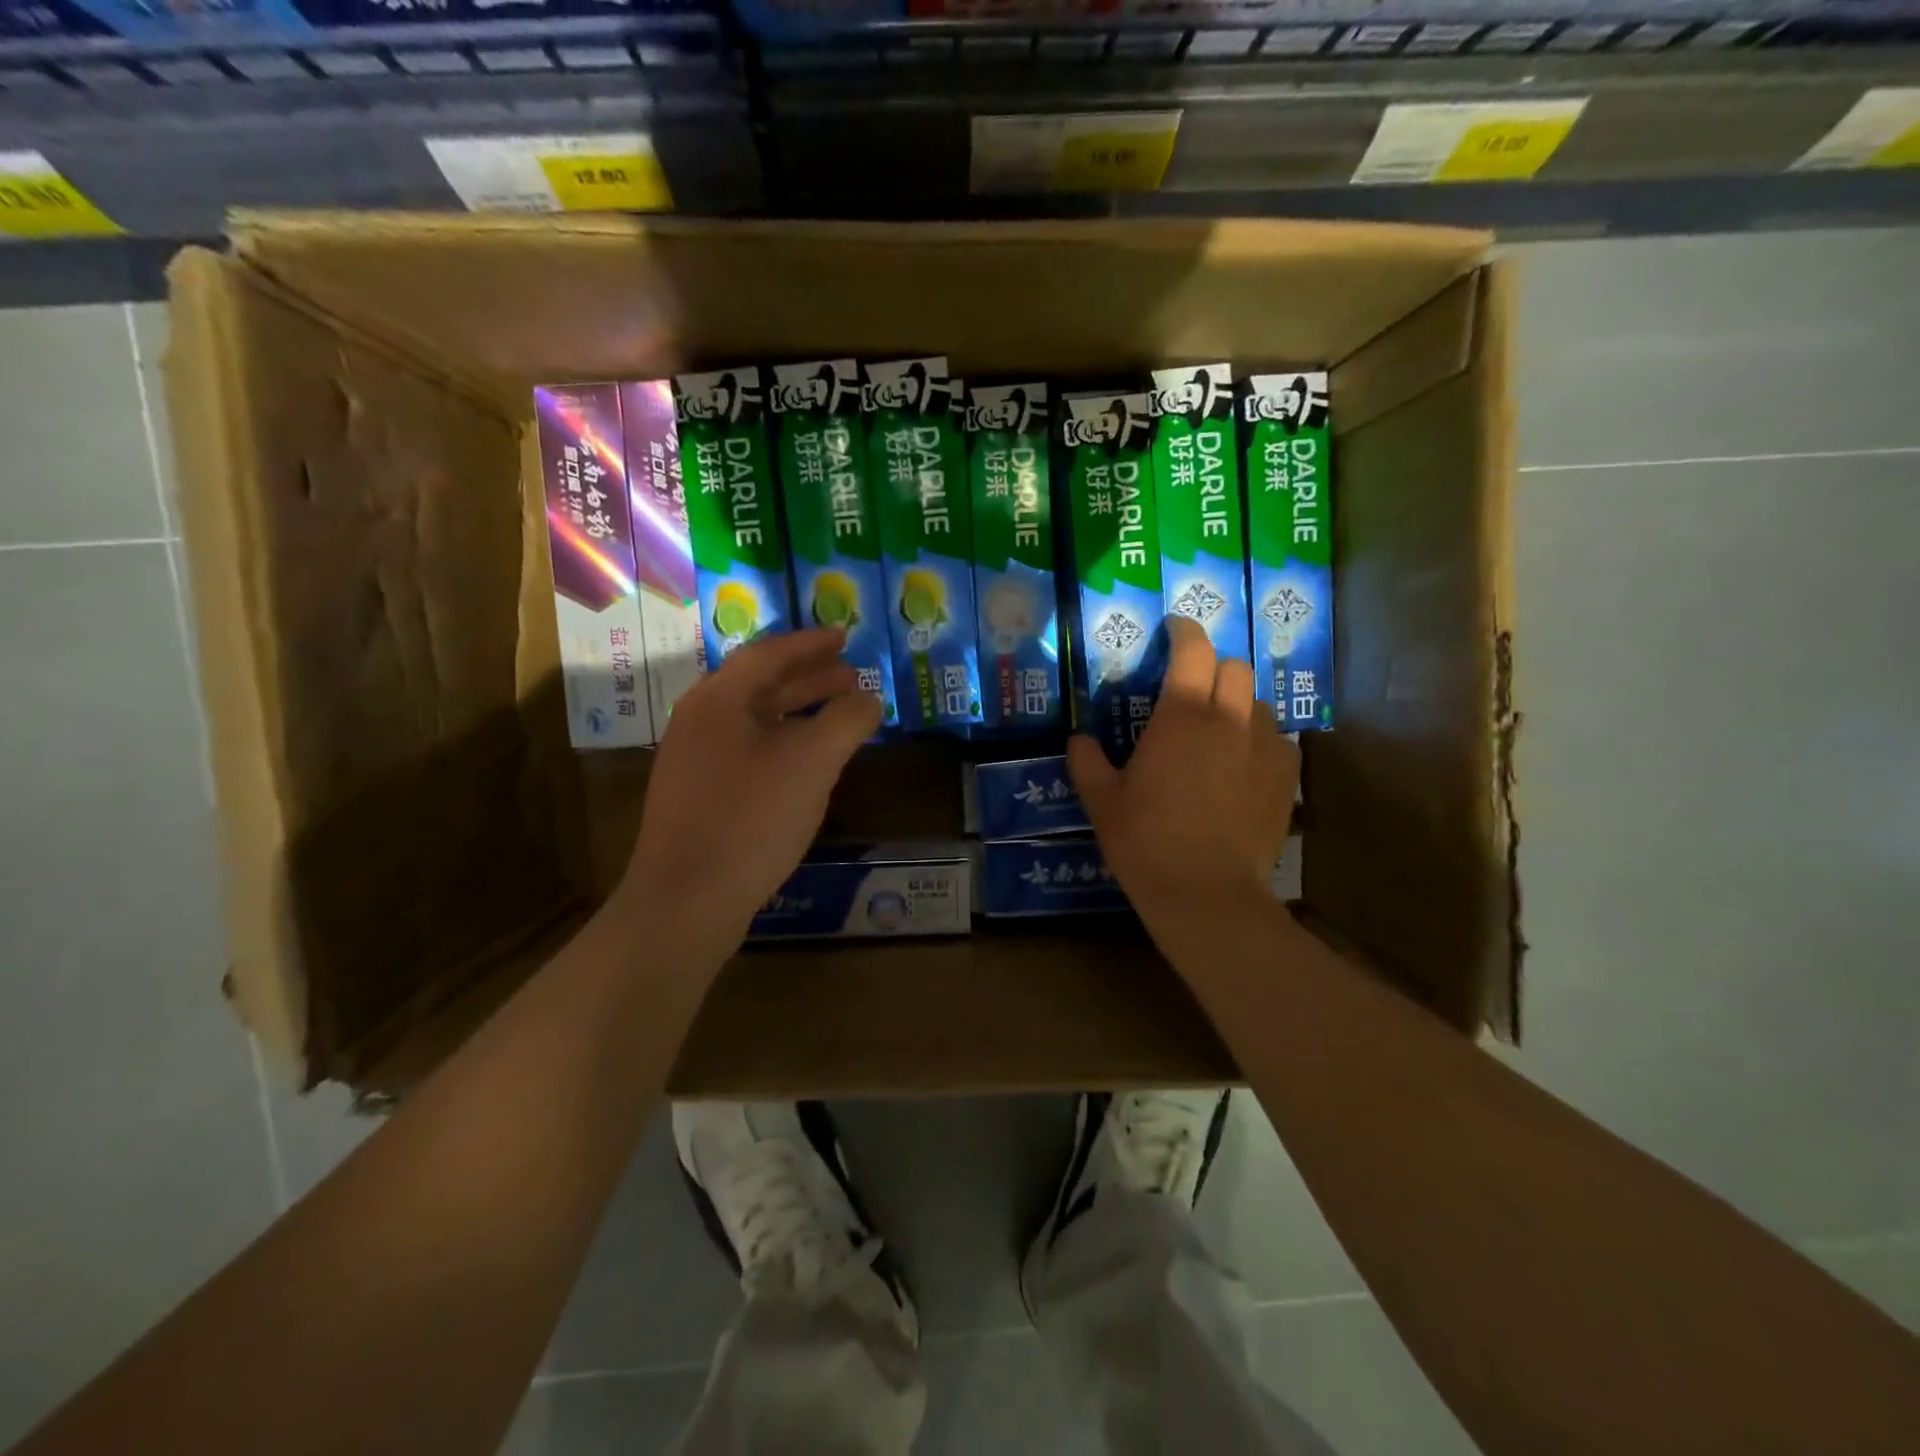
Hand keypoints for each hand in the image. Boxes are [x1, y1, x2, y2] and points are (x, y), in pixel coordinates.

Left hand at [619, 628, 882, 948]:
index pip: (768, 654)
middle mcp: (700, 721)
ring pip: (756, 721)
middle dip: (809, 677)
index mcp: (719, 700)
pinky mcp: (700, 796)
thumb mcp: (811, 762)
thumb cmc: (750, 819)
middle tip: (851, 675)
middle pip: (760, 684)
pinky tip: (810, 764)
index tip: (845, 635)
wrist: (686, 901)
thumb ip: (846, 720)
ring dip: (799, 712)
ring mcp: (695, 761)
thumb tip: (869, 698)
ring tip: (840, 715)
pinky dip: (785, 744)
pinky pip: (749, 751)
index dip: (811, 642)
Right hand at [1069, 616, 1297, 948]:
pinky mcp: (1287, 777)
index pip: (1194, 649)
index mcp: (1182, 716)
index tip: (1173, 628)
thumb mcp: (1101, 801)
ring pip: (1259, 703)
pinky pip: (1278, 740)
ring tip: (1219, 731)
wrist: (1206, 893)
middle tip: (1192, 688)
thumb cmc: (1145, 841)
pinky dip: (1259, 739)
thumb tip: (1079, 739)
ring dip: (1238, 704)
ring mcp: (1266, 747)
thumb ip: (1087, 762)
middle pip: (1234, 667)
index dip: (1184, 630)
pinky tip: (1243, 765)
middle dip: (1213, 667)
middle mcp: (1230, 719)